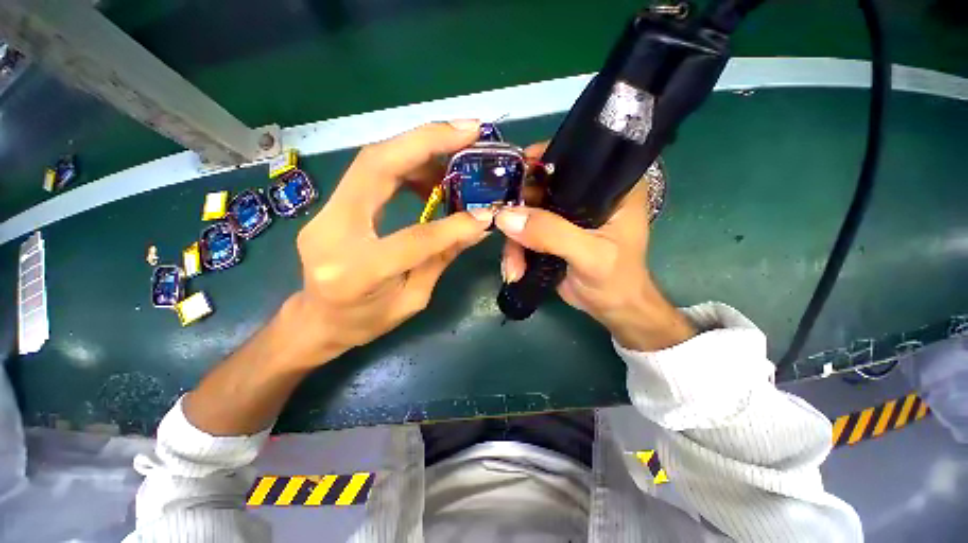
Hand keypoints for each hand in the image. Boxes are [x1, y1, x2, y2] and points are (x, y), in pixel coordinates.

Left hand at [290, 121, 494, 365]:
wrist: (316, 320)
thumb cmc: (365, 322)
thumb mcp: (412, 299)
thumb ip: (440, 258)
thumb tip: (476, 227)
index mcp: (357, 272)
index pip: (415, 239)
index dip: (454, 225)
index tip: (486, 213)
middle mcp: (332, 232)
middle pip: (376, 166)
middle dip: (427, 140)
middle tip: (469, 130)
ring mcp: (324, 212)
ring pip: (372, 160)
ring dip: (418, 146)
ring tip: (456, 149)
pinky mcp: (331, 205)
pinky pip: (370, 171)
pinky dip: (405, 162)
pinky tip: (430, 170)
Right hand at [496, 143, 694, 351]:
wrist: (610, 309)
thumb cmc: (615, 280)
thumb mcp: (589, 256)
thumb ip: (551, 234)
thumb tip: (505, 217)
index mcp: (610, 186)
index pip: (573, 156)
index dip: (539, 161)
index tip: (511, 177)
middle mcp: (586, 194)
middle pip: (540, 186)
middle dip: (517, 210)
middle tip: (503, 230)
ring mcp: (565, 215)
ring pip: (527, 212)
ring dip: (514, 240)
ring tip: (513, 267)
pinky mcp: (551, 233)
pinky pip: (524, 232)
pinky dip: (515, 250)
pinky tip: (515, 269)